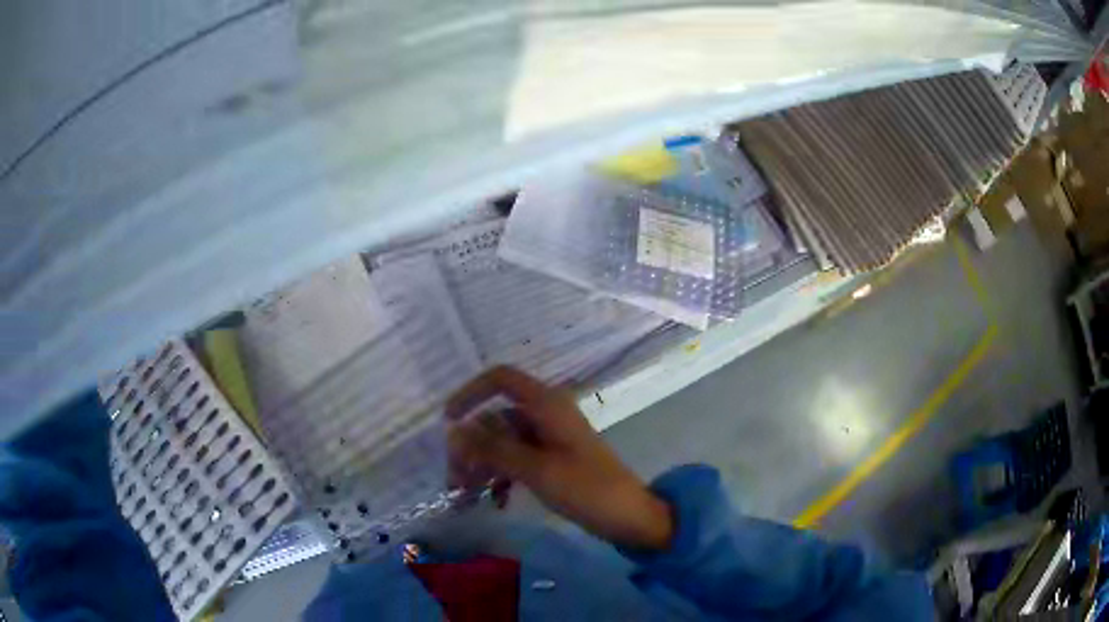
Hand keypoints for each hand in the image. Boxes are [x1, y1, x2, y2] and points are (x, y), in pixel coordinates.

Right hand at [446, 366, 673, 551]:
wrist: (629, 516)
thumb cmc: (586, 488)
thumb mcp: (535, 469)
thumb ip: (492, 449)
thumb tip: (454, 431)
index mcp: (546, 404)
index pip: (500, 379)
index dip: (470, 393)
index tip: (448, 422)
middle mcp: (545, 414)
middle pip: (495, 418)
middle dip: (471, 447)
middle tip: (455, 480)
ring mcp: (548, 438)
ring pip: (502, 442)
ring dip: (483, 466)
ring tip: (467, 496)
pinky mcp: (551, 460)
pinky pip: (516, 459)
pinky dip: (502, 476)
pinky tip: (496, 500)